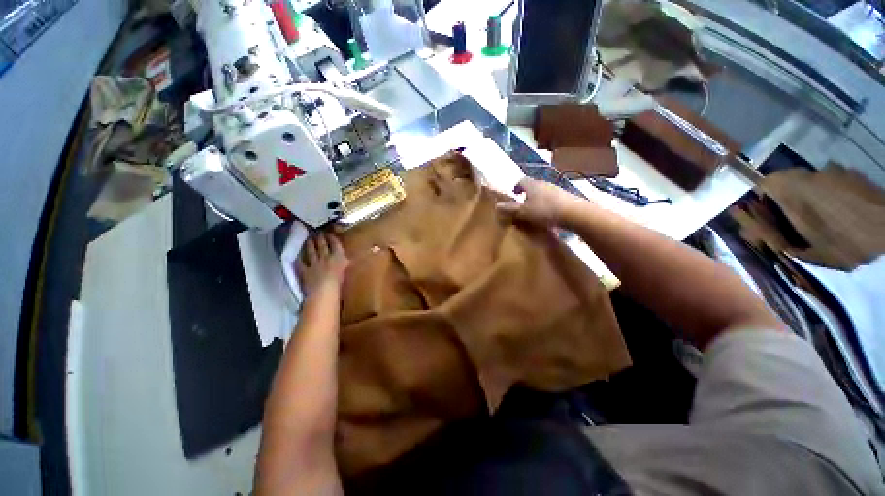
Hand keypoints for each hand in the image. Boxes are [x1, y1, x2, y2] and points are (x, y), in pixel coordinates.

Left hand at [296, 232, 349, 296]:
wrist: (325, 291)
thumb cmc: (341, 282)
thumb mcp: (347, 270)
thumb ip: (346, 262)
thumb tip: (347, 258)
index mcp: (338, 257)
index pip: (335, 245)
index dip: (332, 238)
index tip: (330, 234)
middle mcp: (325, 257)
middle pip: (322, 246)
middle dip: (321, 238)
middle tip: (318, 233)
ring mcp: (314, 264)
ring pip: (311, 252)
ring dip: (310, 245)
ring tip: (309, 239)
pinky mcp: (305, 272)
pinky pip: (301, 264)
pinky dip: (299, 260)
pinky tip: (297, 257)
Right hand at [496, 177, 580, 226]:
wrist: (574, 213)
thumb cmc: (545, 211)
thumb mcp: (524, 212)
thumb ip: (510, 209)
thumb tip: (496, 206)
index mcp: (532, 185)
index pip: (521, 181)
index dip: (516, 186)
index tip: (514, 193)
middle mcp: (544, 184)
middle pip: (533, 186)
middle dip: (526, 194)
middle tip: (522, 204)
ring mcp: (557, 190)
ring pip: (543, 193)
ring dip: (537, 200)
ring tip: (534, 211)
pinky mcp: (566, 198)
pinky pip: (552, 200)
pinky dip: (547, 205)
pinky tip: (548, 216)